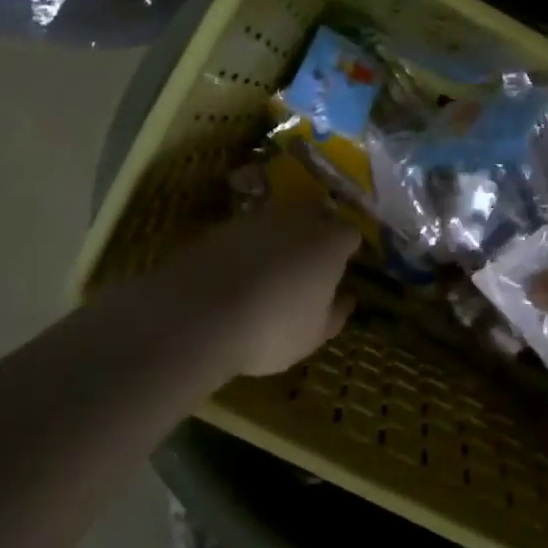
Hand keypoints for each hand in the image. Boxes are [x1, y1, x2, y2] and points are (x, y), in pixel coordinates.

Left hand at [151, 203, 360, 379]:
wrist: (197, 316)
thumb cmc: (272, 329)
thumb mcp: (313, 335)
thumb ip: (335, 314)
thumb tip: (346, 299)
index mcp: (330, 242)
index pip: (350, 232)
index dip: (347, 247)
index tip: (343, 265)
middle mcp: (297, 219)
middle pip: (316, 213)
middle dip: (317, 230)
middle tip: (311, 260)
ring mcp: (255, 219)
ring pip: (278, 220)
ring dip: (280, 237)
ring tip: (271, 269)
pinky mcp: (219, 227)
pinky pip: (244, 232)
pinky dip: (246, 247)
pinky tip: (237, 274)